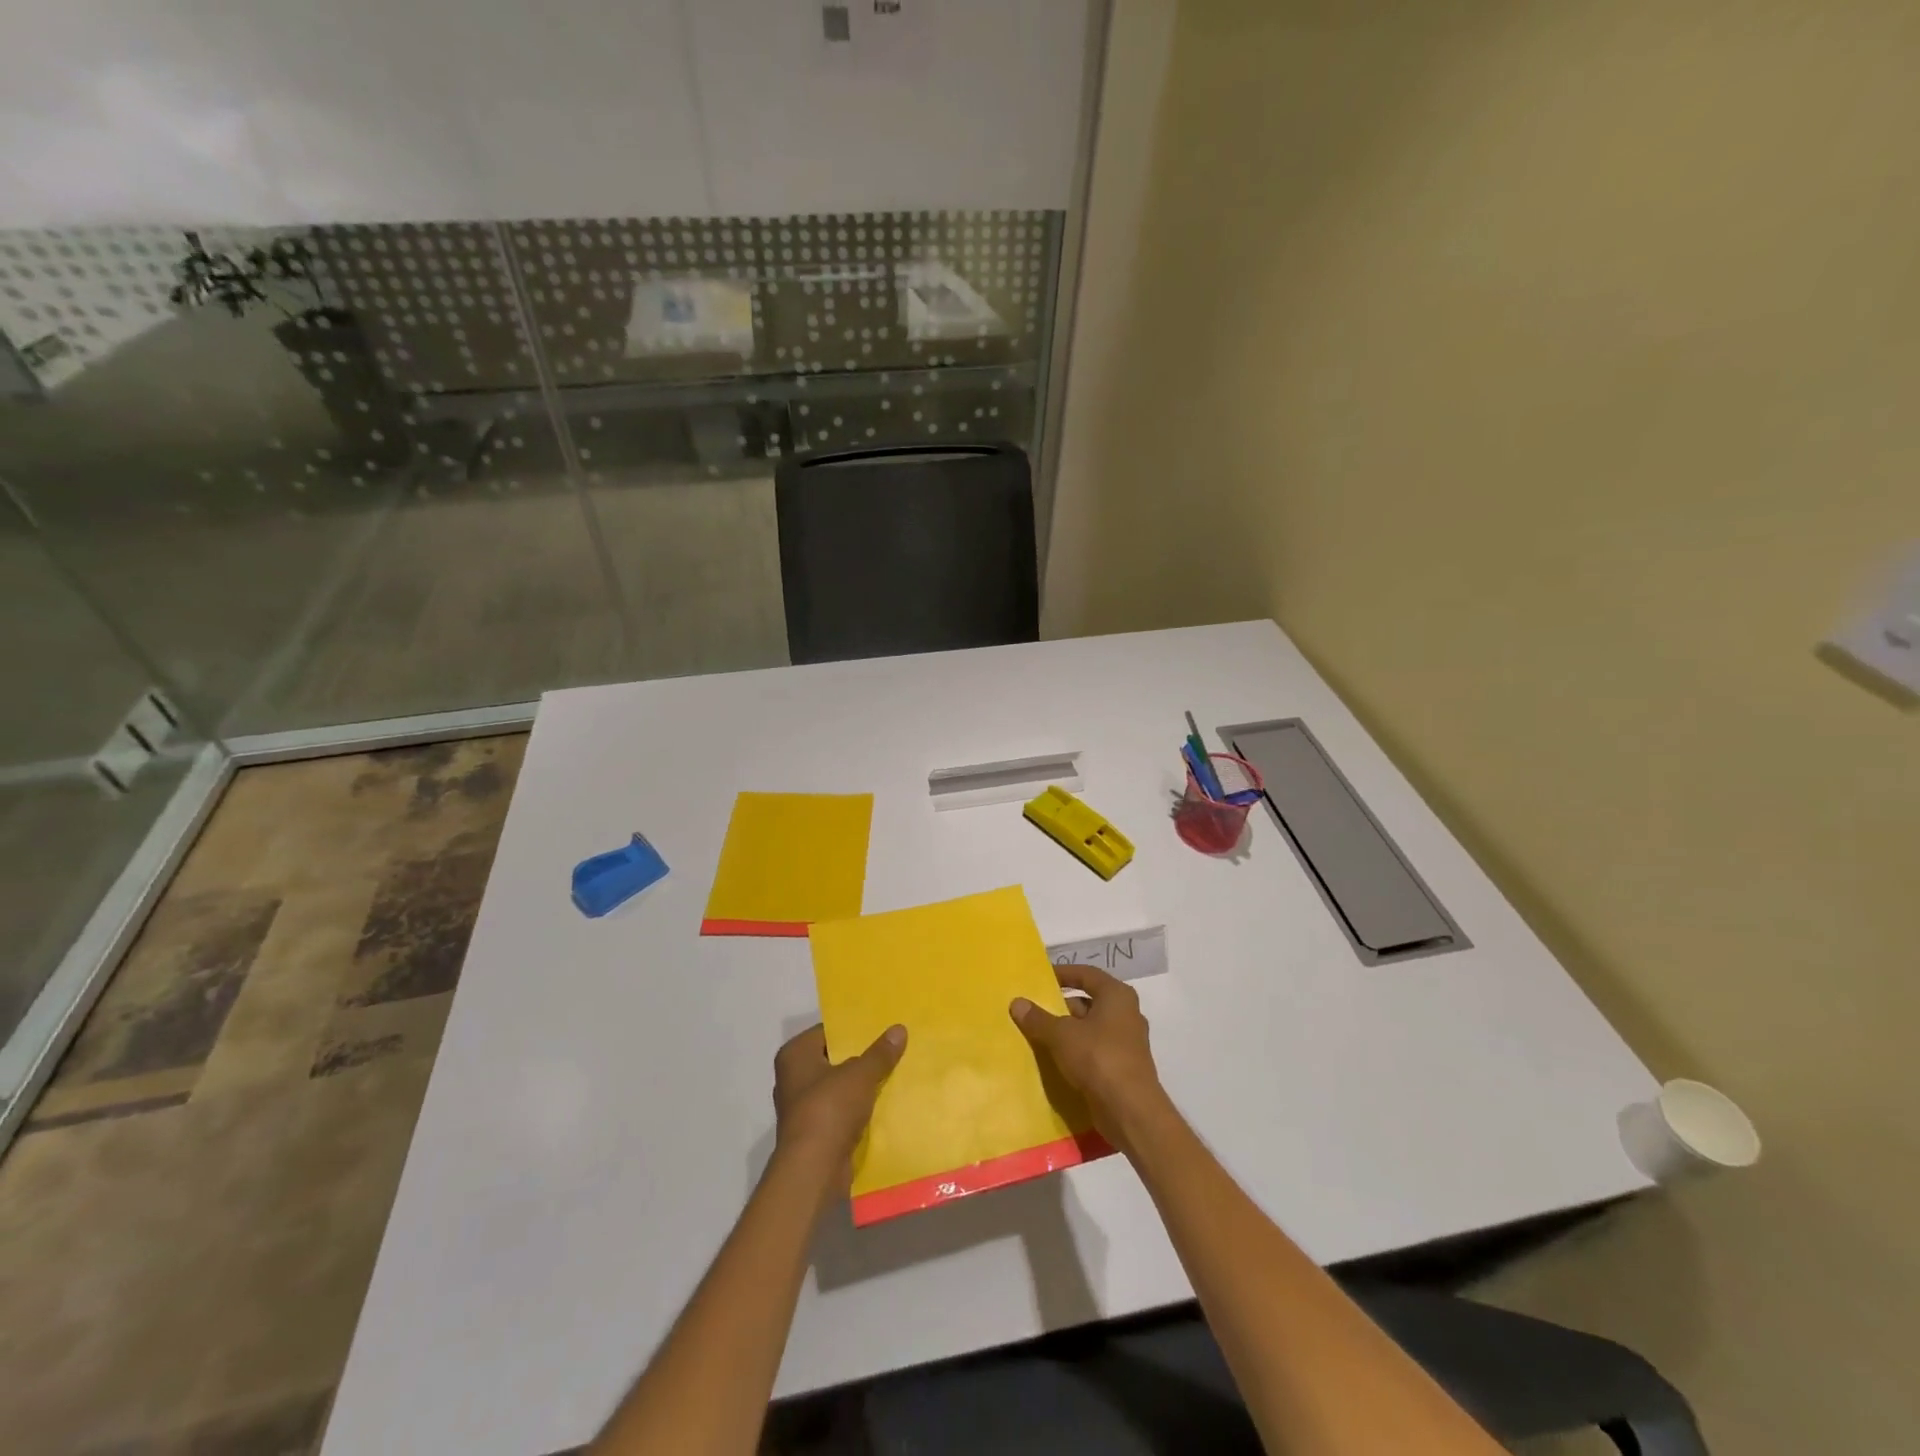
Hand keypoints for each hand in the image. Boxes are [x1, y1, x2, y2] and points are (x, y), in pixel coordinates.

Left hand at [772, 1023, 906, 1178]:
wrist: (813, 1170)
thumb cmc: (829, 1109)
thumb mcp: (860, 1074)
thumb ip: (880, 1053)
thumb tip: (899, 1029)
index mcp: (795, 1055)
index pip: (827, 1032)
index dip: (853, 1029)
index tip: (880, 1026)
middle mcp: (793, 1078)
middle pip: (834, 1059)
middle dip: (861, 1057)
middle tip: (893, 1047)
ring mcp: (802, 1107)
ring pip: (839, 1087)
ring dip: (862, 1085)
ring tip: (894, 1073)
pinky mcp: (814, 1132)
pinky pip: (841, 1111)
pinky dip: (859, 1109)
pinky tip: (885, 1104)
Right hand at [1010, 964, 1169, 1152]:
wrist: (1130, 1111)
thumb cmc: (1099, 1058)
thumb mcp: (1062, 1035)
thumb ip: (1038, 1018)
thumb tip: (1017, 1002)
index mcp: (1117, 996)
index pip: (1086, 974)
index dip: (1063, 974)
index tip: (1040, 978)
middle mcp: (1126, 1014)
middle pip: (1088, 1002)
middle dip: (1061, 1007)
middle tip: (1034, 1012)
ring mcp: (1127, 1042)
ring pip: (1090, 1029)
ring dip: (1067, 1032)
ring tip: (1039, 1037)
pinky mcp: (1123, 1067)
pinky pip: (1095, 1051)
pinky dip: (1076, 1052)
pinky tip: (1055, 1061)